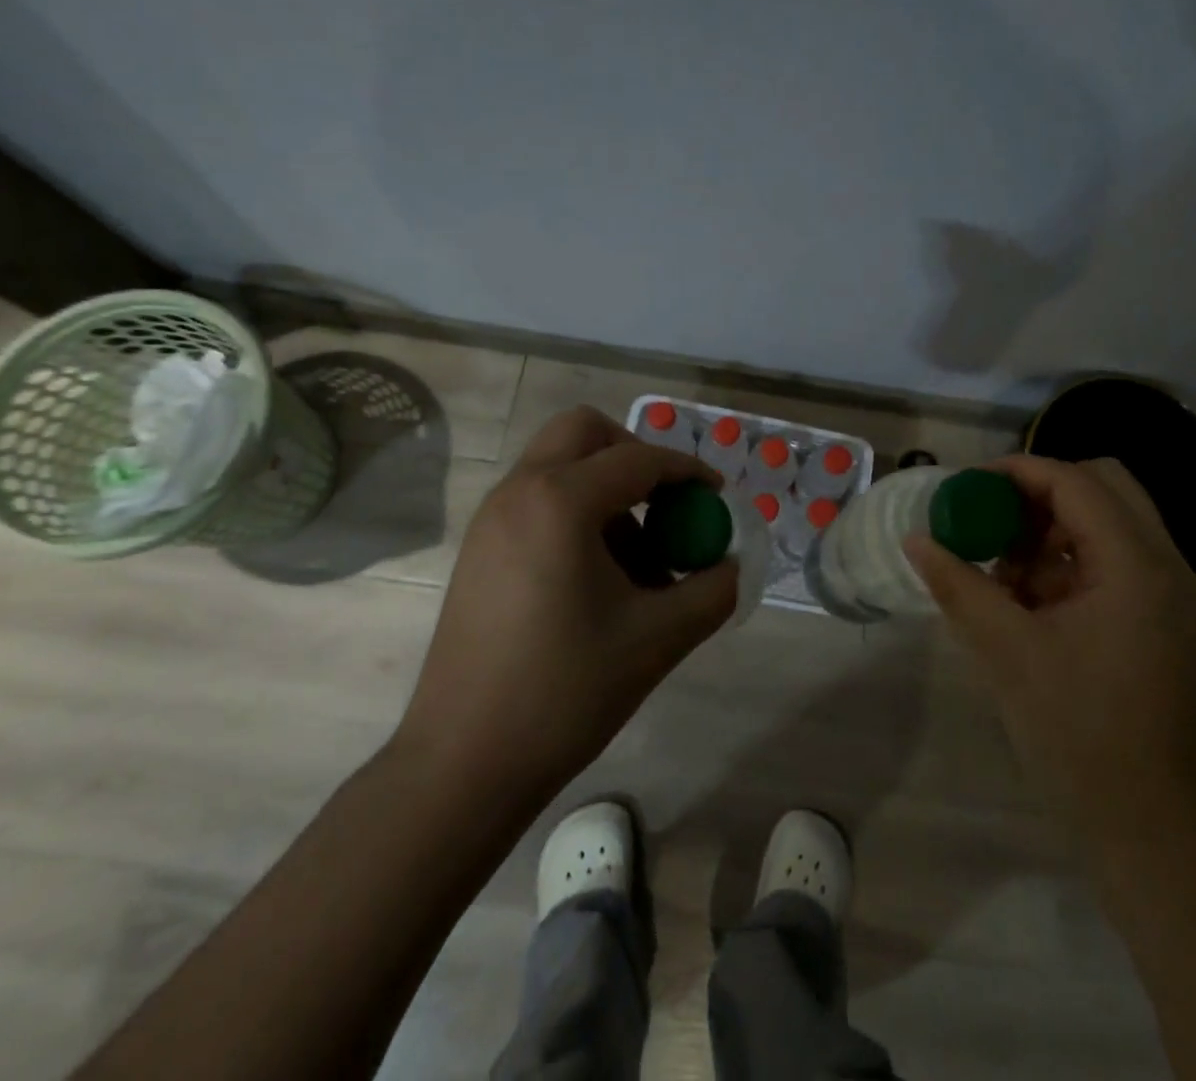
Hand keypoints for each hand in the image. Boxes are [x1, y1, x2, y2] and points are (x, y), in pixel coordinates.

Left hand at [394, 406, 738, 798]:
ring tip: (638, 560)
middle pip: (584, 431)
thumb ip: (713, 590)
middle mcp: (519, 492)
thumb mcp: (659, 638)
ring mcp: (491, 520)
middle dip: (634, 454)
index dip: (687, 471)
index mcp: (560, 501)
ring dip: (606, 488)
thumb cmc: (566, 691)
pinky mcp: (480, 550)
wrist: (464, 764)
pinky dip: (577, 512)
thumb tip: (732, 564)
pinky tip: (599, 578)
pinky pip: (538, 500)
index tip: (717, 496)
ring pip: (559, 465)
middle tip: (665, 502)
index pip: (640, 458)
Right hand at [906, 456, 1195, 856]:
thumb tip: (916, 540)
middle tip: (992, 516)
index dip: (1017, 472)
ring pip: (1108, 520)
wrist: (1144, 825)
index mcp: (1136, 565)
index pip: (1075, 482)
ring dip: (1053, 526)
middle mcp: (1165, 565)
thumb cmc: (1076, 733)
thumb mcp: (1006, 651)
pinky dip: (1066, 559)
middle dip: (1040, 492)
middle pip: (1103, 485)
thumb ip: (959, 585)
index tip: (967, 486)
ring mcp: (1168, 594)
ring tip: (1002, 566)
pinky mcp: (1159, 619)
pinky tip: (1026, 597)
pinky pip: (1111, 559)